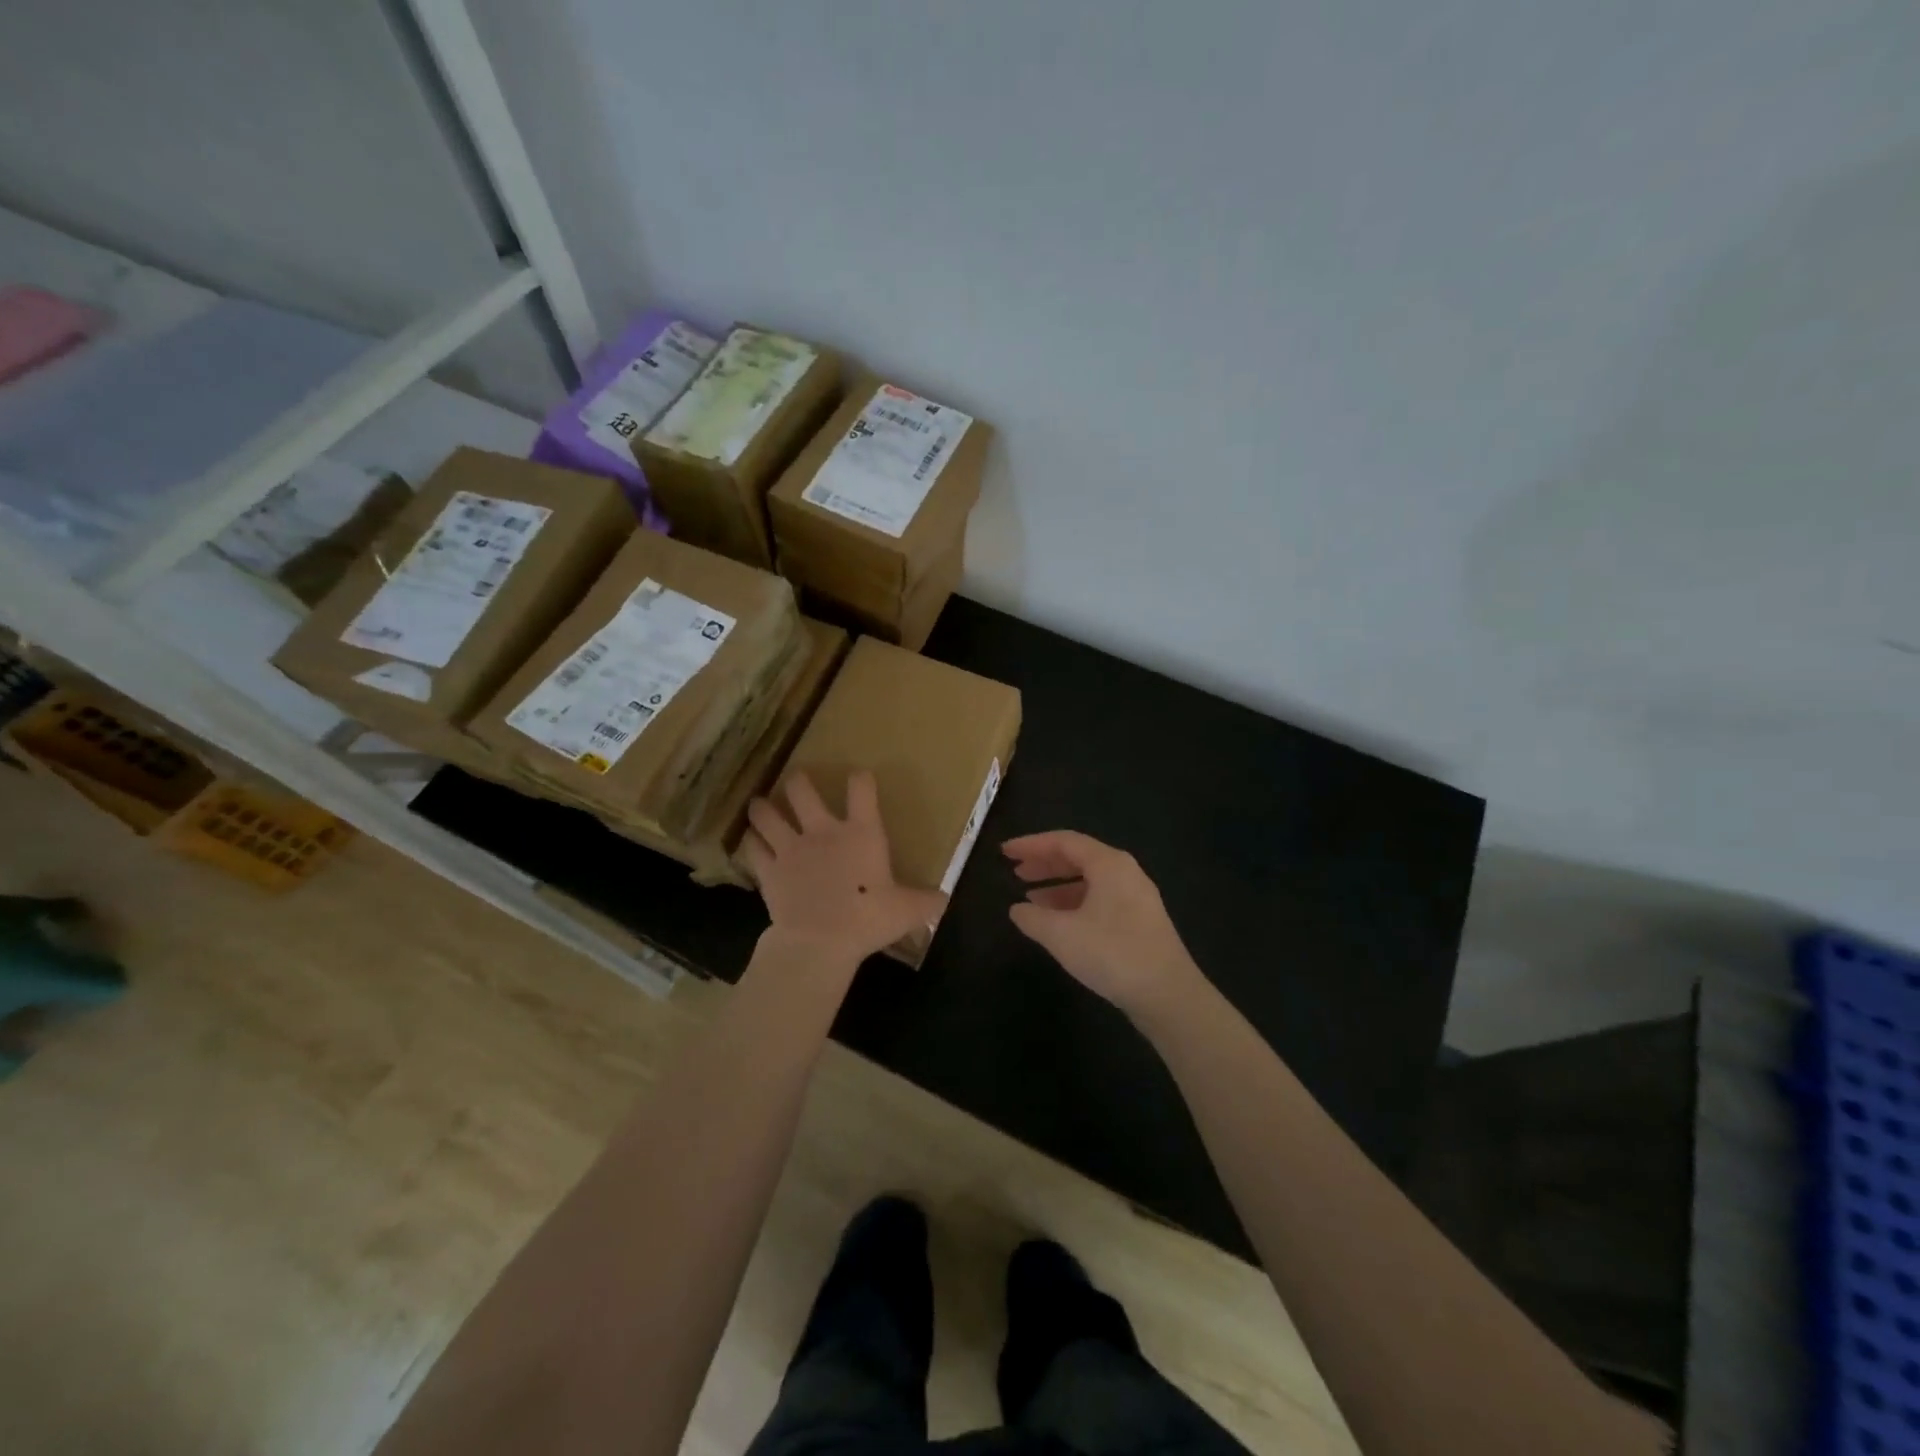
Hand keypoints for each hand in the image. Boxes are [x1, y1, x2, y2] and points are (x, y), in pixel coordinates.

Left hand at [742, 770, 946, 966]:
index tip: (859, 776)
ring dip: (763, 807)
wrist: (820, 942)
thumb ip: (927, 902)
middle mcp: (822, 832)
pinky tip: (750, 841)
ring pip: (768, 815)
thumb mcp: (907, 911)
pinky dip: (750, 842)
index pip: (861, 790)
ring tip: (760, 803)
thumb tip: (946, 900)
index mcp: (861, 833)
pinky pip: (753, 848)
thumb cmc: (868, 919)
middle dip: (798, 781)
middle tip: (796, 779)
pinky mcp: (769, 870)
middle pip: (802, 791)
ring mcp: (791, 848)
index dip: (861, 778)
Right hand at [1003, 831, 1201, 1016]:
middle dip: (1044, 864)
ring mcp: (1136, 898)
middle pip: (1078, 858)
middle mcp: (1125, 873)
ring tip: (1030, 900)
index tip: (1005, 852)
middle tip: (1015, 872)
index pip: (1064, 841)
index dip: (1031, 844)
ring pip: (1089, 881)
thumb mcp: (1062, 935)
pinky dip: (1074, 905)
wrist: (1169, 995)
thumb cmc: (1112, 953)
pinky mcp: (1140, 922)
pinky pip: (1100, 900)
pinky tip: (1058, 924)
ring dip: (1057, 887)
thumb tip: (1017, 910)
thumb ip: (1033, 918)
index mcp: (1109, 864)